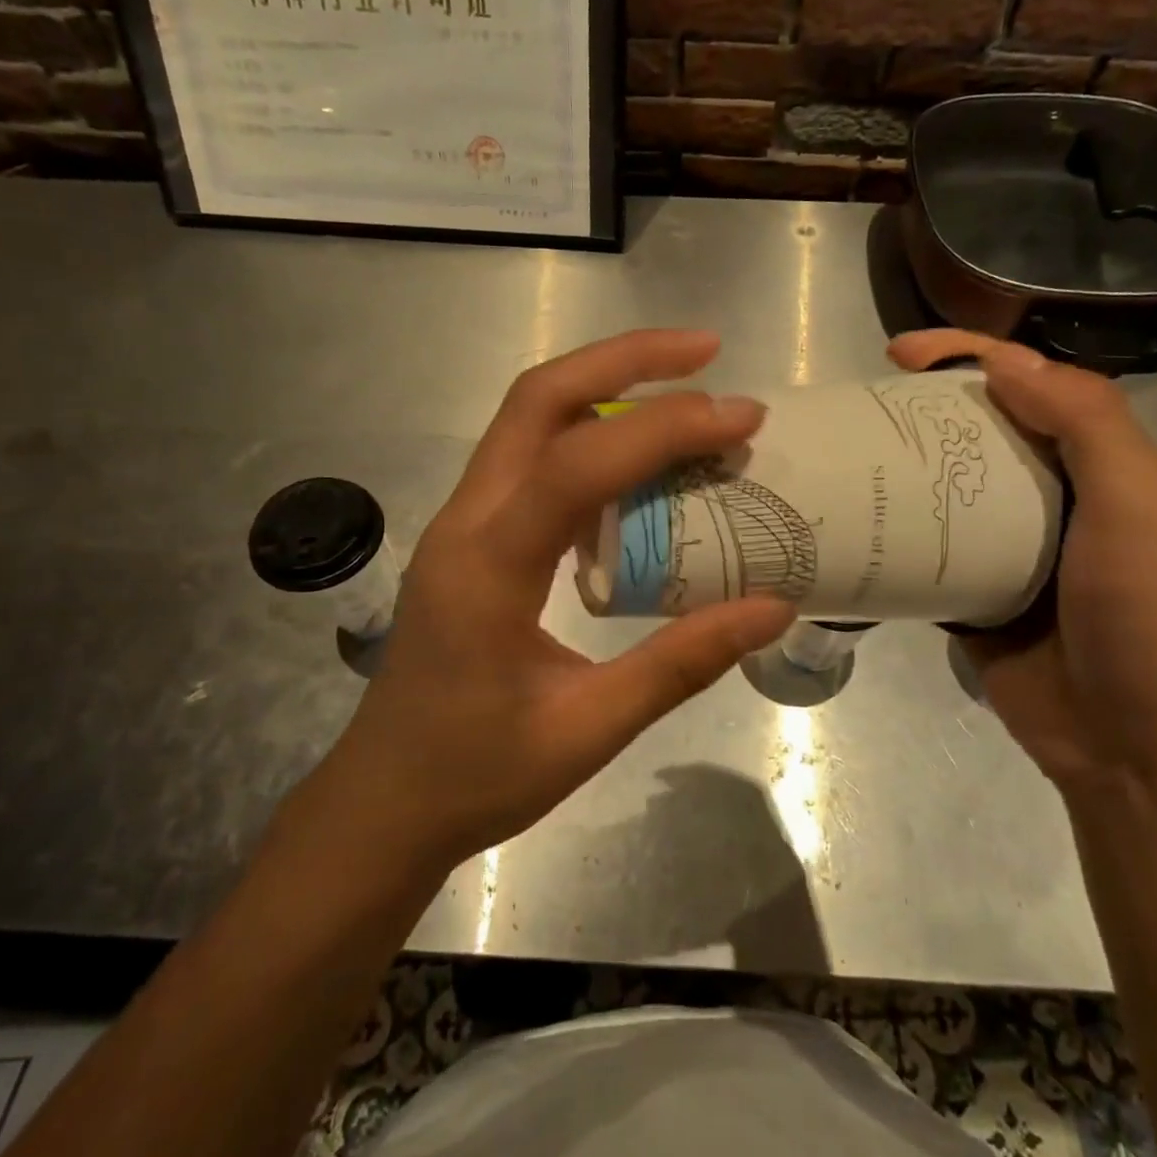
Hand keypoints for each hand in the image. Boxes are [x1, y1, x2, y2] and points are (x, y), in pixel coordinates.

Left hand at [285, 330, 794, 881]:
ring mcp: (462, 523)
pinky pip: (532, 459)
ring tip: (684, 389)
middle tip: (706, 353)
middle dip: (624, 360)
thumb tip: (773, 607)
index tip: (742, 418)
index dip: (664, 429)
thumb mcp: (588, 730)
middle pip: (537, 399)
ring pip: (529, 418)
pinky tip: (639, 458)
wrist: (383, 803)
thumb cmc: (476, 775)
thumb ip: (681, 664)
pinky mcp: (472, 537)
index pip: (577, 464)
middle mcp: (466, 522)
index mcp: (487, 566)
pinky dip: (590, 434)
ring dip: (605, 386)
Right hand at [888, 330, 1156, 789]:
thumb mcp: (1137, 506)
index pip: (1029, 386)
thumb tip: (1003, 362)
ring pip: (944, 490)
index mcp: (1095, 466)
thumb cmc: (1146, 618)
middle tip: (860, 406)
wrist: (1136, 747)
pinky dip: (894, 535)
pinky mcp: (971, 597)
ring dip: (900, 469)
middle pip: (976, 432)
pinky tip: (851, 523)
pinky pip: (925, 552)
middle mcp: (1049, 498)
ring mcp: (1006, 551)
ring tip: (843, 457)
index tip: (901, 353)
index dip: (969, 356)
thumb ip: (1085, 423)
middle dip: (922, 409)